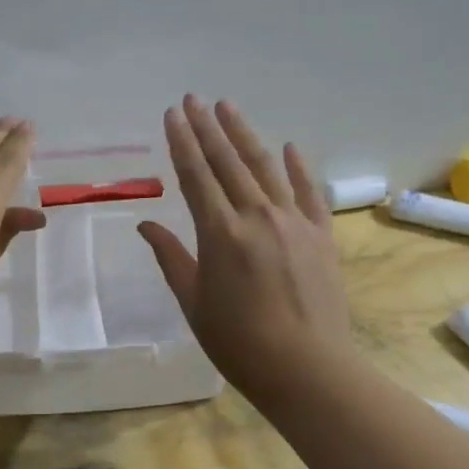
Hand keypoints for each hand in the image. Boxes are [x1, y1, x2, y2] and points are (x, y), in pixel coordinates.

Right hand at [138, 96, 353, 405]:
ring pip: (265, 167)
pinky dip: (298, 168)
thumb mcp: (193, 302)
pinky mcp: (321, 235)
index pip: (196, 175)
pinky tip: (289, 146)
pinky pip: (308, 193)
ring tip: (229, 108)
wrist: (307, 368)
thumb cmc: (239, 342)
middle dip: (208, 127)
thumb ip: (171, 258)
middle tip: (194, 99)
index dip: (182, 141)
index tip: (172, 113)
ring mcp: (294, 222)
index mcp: (220, 233)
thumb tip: (146, 224)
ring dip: (245, 135)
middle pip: (228, 162)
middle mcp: (257, 216)